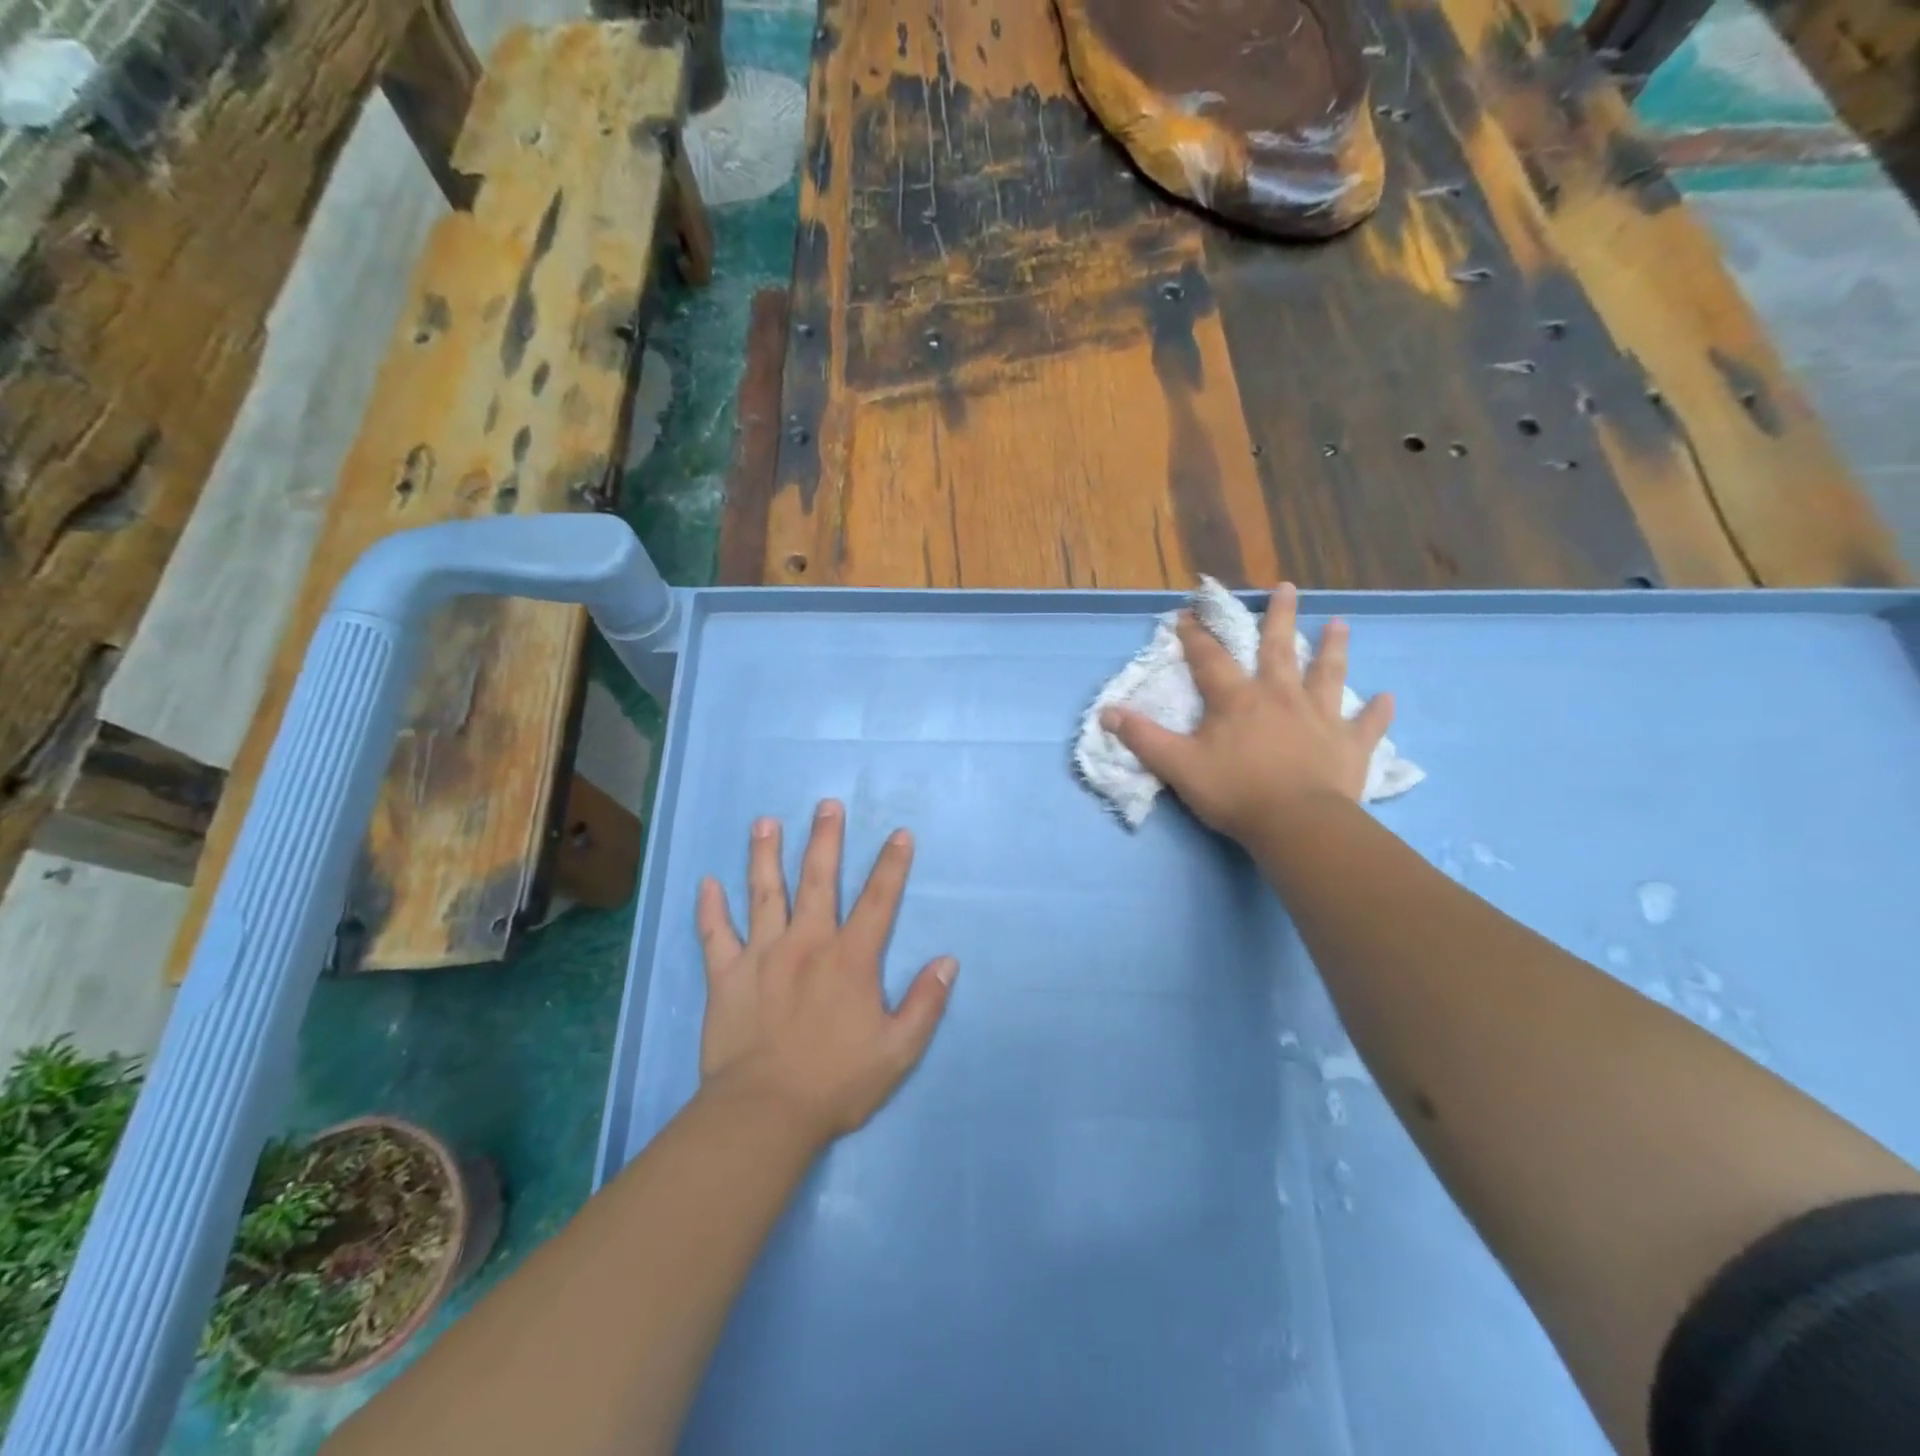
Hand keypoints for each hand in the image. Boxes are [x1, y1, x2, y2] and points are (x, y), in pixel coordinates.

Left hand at [694, 800, 956, 1142]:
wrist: (765, 1113)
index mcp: (850, 958)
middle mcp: (807, 943)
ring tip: (764, 823)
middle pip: (818, 880)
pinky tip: (706, 883)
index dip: (892, 866)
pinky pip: (715, 935)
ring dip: (765, 855)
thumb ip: (926, 1003)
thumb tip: (948, 961)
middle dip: (825, 839)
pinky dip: (710, 909)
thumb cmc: (837, 1083)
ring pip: (764, 894)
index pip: (878, 901)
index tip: (899, 834)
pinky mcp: (726, 976)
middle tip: (826, 805)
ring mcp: (762, 955)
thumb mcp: (898, 1051)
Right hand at [1101, 583, 1393, 845]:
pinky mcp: (1350, 745)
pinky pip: (1365, 724)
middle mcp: (1280, 697)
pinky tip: (1388, 698)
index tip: (1186, 613)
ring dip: (1334, 649)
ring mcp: (1319, 718)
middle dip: (1279, 617)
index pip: (1210, 659)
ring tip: (1340, 624)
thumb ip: (1143, 738)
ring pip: (1327, 674)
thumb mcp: (1178, 766)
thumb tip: (1106, 712)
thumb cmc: (1234, 792)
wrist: (1297, 824)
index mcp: (1237, 700)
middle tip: (1287, 587)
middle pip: (1280, 649)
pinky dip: (1376, 712)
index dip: (1195, 636)